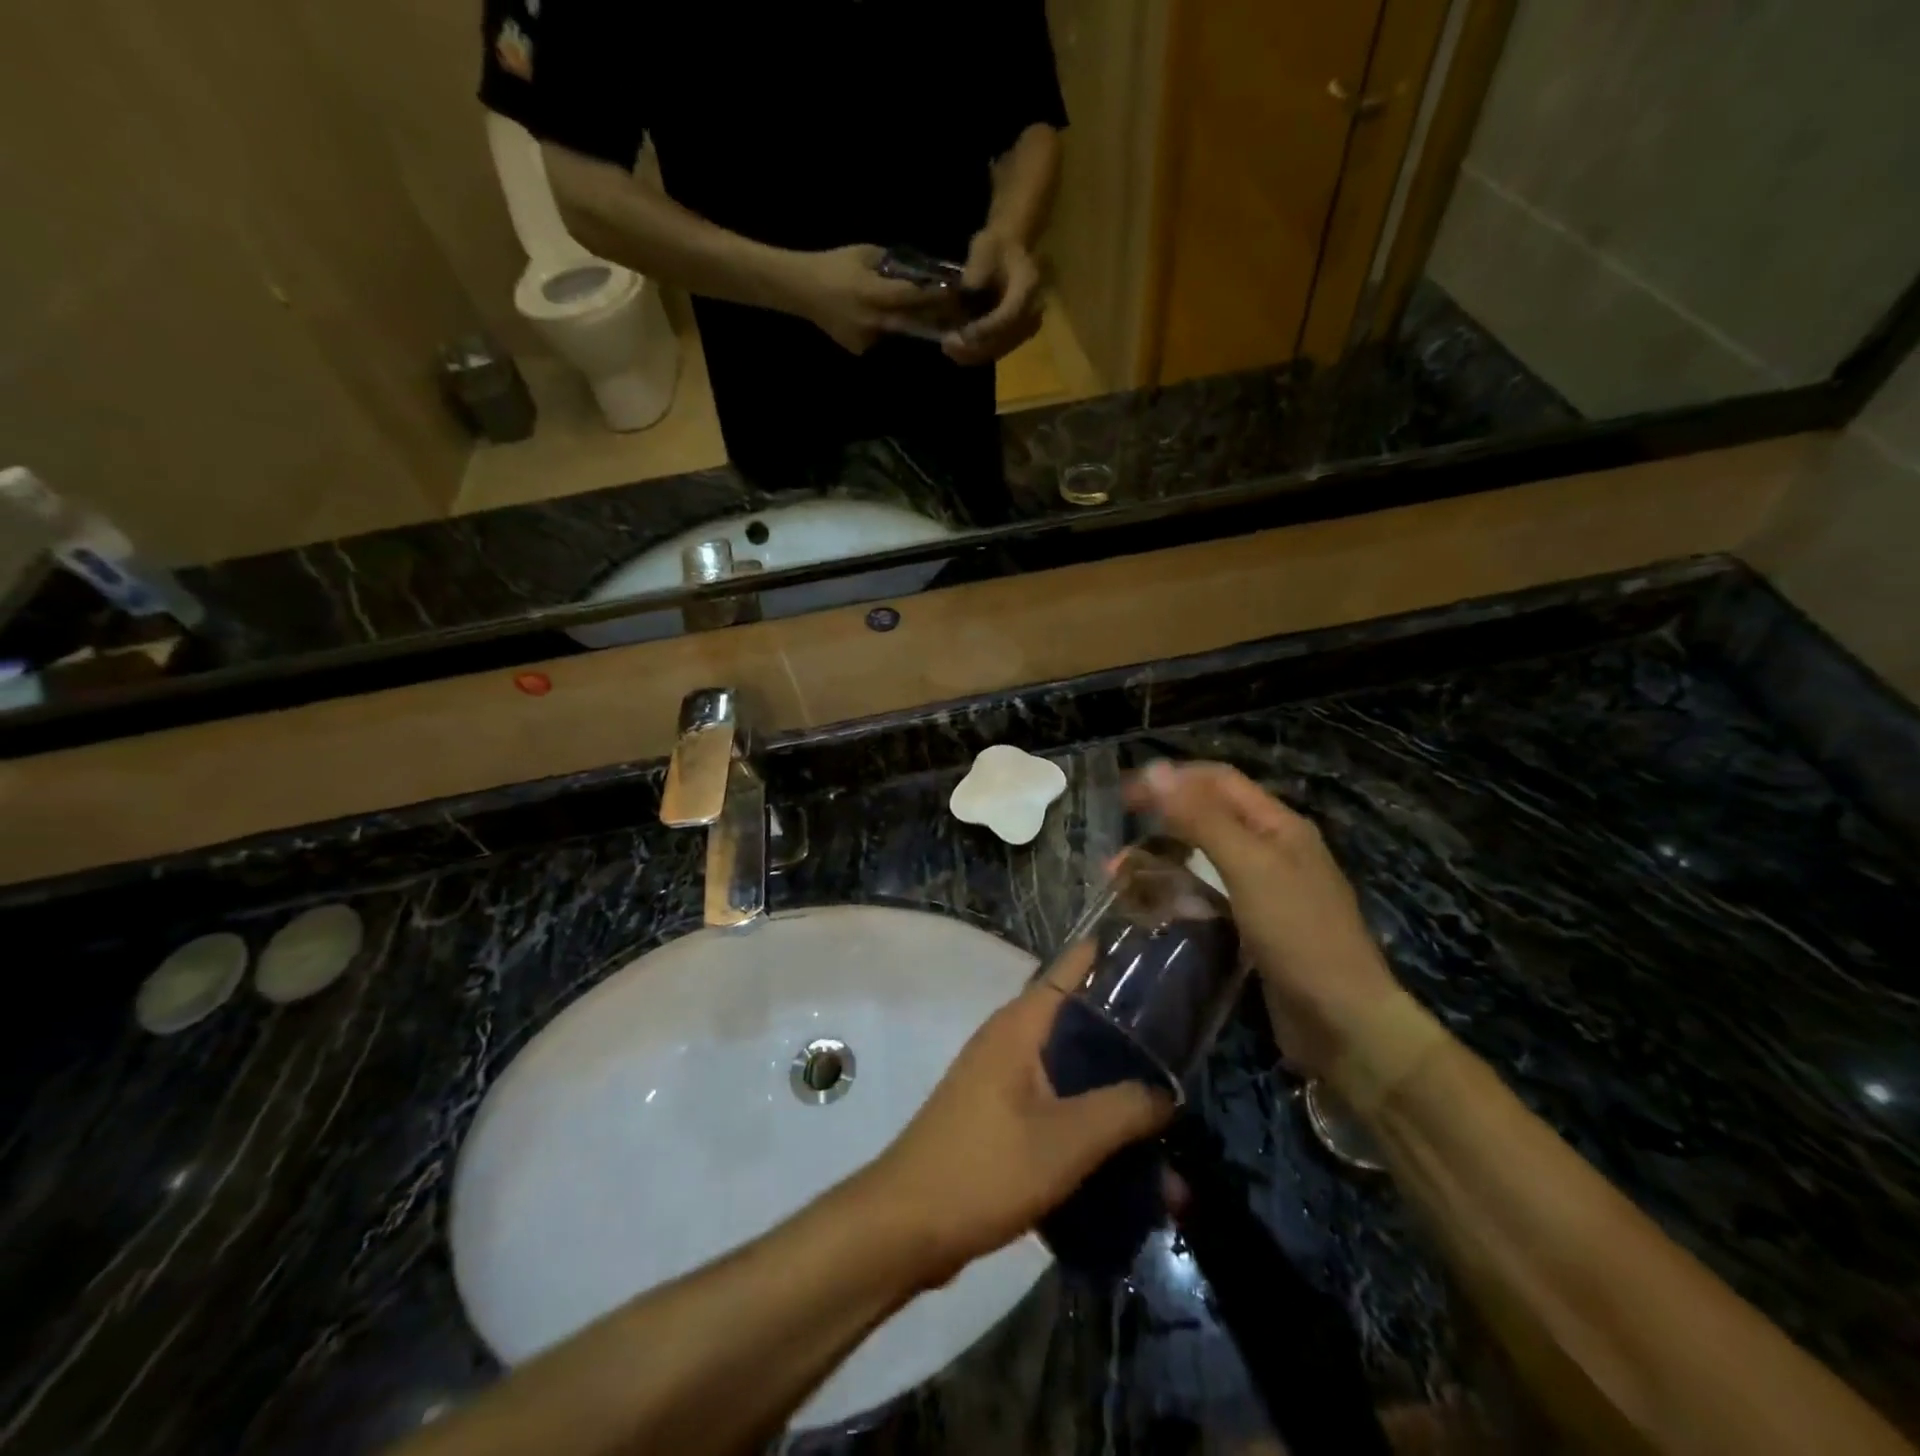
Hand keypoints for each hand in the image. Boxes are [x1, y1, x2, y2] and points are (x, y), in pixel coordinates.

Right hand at [786, 244, 945, 353]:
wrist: (802, 289)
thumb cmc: (834, 265)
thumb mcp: (865, 254)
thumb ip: (893, 264)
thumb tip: (921, 271)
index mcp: (872, 293)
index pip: (912, 297)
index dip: (934, 296)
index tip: (954, 292)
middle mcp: (872, 320)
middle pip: (912, 322)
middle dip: (932, 316)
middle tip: (951, 311)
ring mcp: (866, 339)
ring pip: (898, 332)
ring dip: (909, 323)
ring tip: (923, 315)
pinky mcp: (860, 349)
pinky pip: (882, 339)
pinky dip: (886, 330)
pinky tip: (878, 319)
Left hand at [861, 979, 1173, 1284]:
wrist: (906, 1225)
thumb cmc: (986, 1167)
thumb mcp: (1066, 1140)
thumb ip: (1123, 1110)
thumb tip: (1167, 1093)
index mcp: (1021, 1024)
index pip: (1071, 967)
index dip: (1114, 956)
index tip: (1163, 959)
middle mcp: (1010, 1038)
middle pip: (1078, 1019)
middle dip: (1128, 1034)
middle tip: (1183, 1045)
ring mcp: (1001, 1077)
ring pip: (1069, 1068)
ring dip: (1111, 1088)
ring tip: (1165, 1112)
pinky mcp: (999, 1114)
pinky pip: (1054, 1102)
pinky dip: (1087, 1118)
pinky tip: (1122, 1152)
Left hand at [942, 230, 1043, 365]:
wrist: (1012, 249)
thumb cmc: (995, 246)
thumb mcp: (981, 254)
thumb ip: (973, 283)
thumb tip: (958, 311)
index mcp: (1029, 284)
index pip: (1008, 317)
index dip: (984, 330)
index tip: (961, 334)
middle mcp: (1034, 310)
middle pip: (1004, 340)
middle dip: (973, 347)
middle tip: (947, 344)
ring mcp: (1028, 325)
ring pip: (999, 350)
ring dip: (972, 354)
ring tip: (949, 348)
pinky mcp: (1020, 335)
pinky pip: (998, 350)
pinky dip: (977, 353)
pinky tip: (959, 351)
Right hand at [1126, 761, 1401, 1078]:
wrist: (1343, 1024)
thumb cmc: (1299, 935)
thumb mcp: (1249, 868)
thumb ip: (1202, 818)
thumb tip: (1155, 770)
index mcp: (1278, 825)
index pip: (1217, 781)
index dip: (1170, 780)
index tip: (1123, 796)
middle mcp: (1271, 849)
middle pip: (1207, 818)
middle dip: (1160, 825)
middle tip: (1116, 847)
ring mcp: (1263, 890)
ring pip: (1202, 860)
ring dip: (1162, 862)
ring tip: (1120, 879)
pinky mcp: (1253, 926)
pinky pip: (1207, 896)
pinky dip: (1177, 894)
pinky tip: (1153, 907)